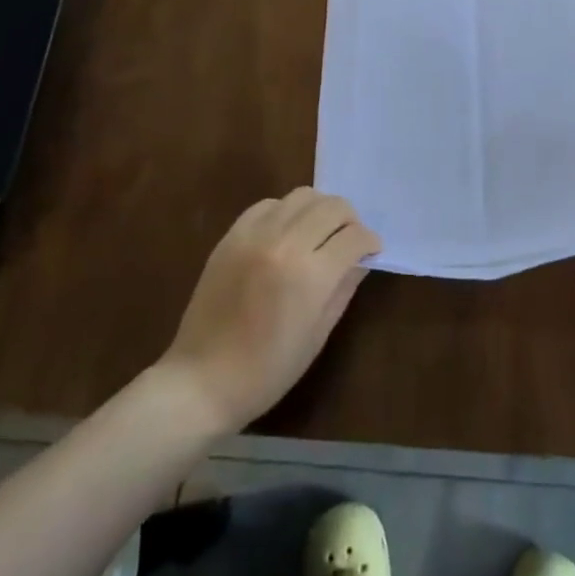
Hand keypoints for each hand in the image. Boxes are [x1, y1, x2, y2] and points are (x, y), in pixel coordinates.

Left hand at [160, 189, 381, 431]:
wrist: (203, 380)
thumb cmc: (268, 370)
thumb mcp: (318, 334)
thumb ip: (344, 288)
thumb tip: (361, 259)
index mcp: (311, 275)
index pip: (354, 236)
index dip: (370, 242)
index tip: (371, 251)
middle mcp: (285, 243)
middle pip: (332, 206)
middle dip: (350, 220)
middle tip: (349, 241)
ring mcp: (255, 235)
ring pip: (302, 196)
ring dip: (320, 210)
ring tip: (318, 233)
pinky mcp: (232, 235)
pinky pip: (268, 205)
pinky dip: (285, 212)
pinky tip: (286, 234)